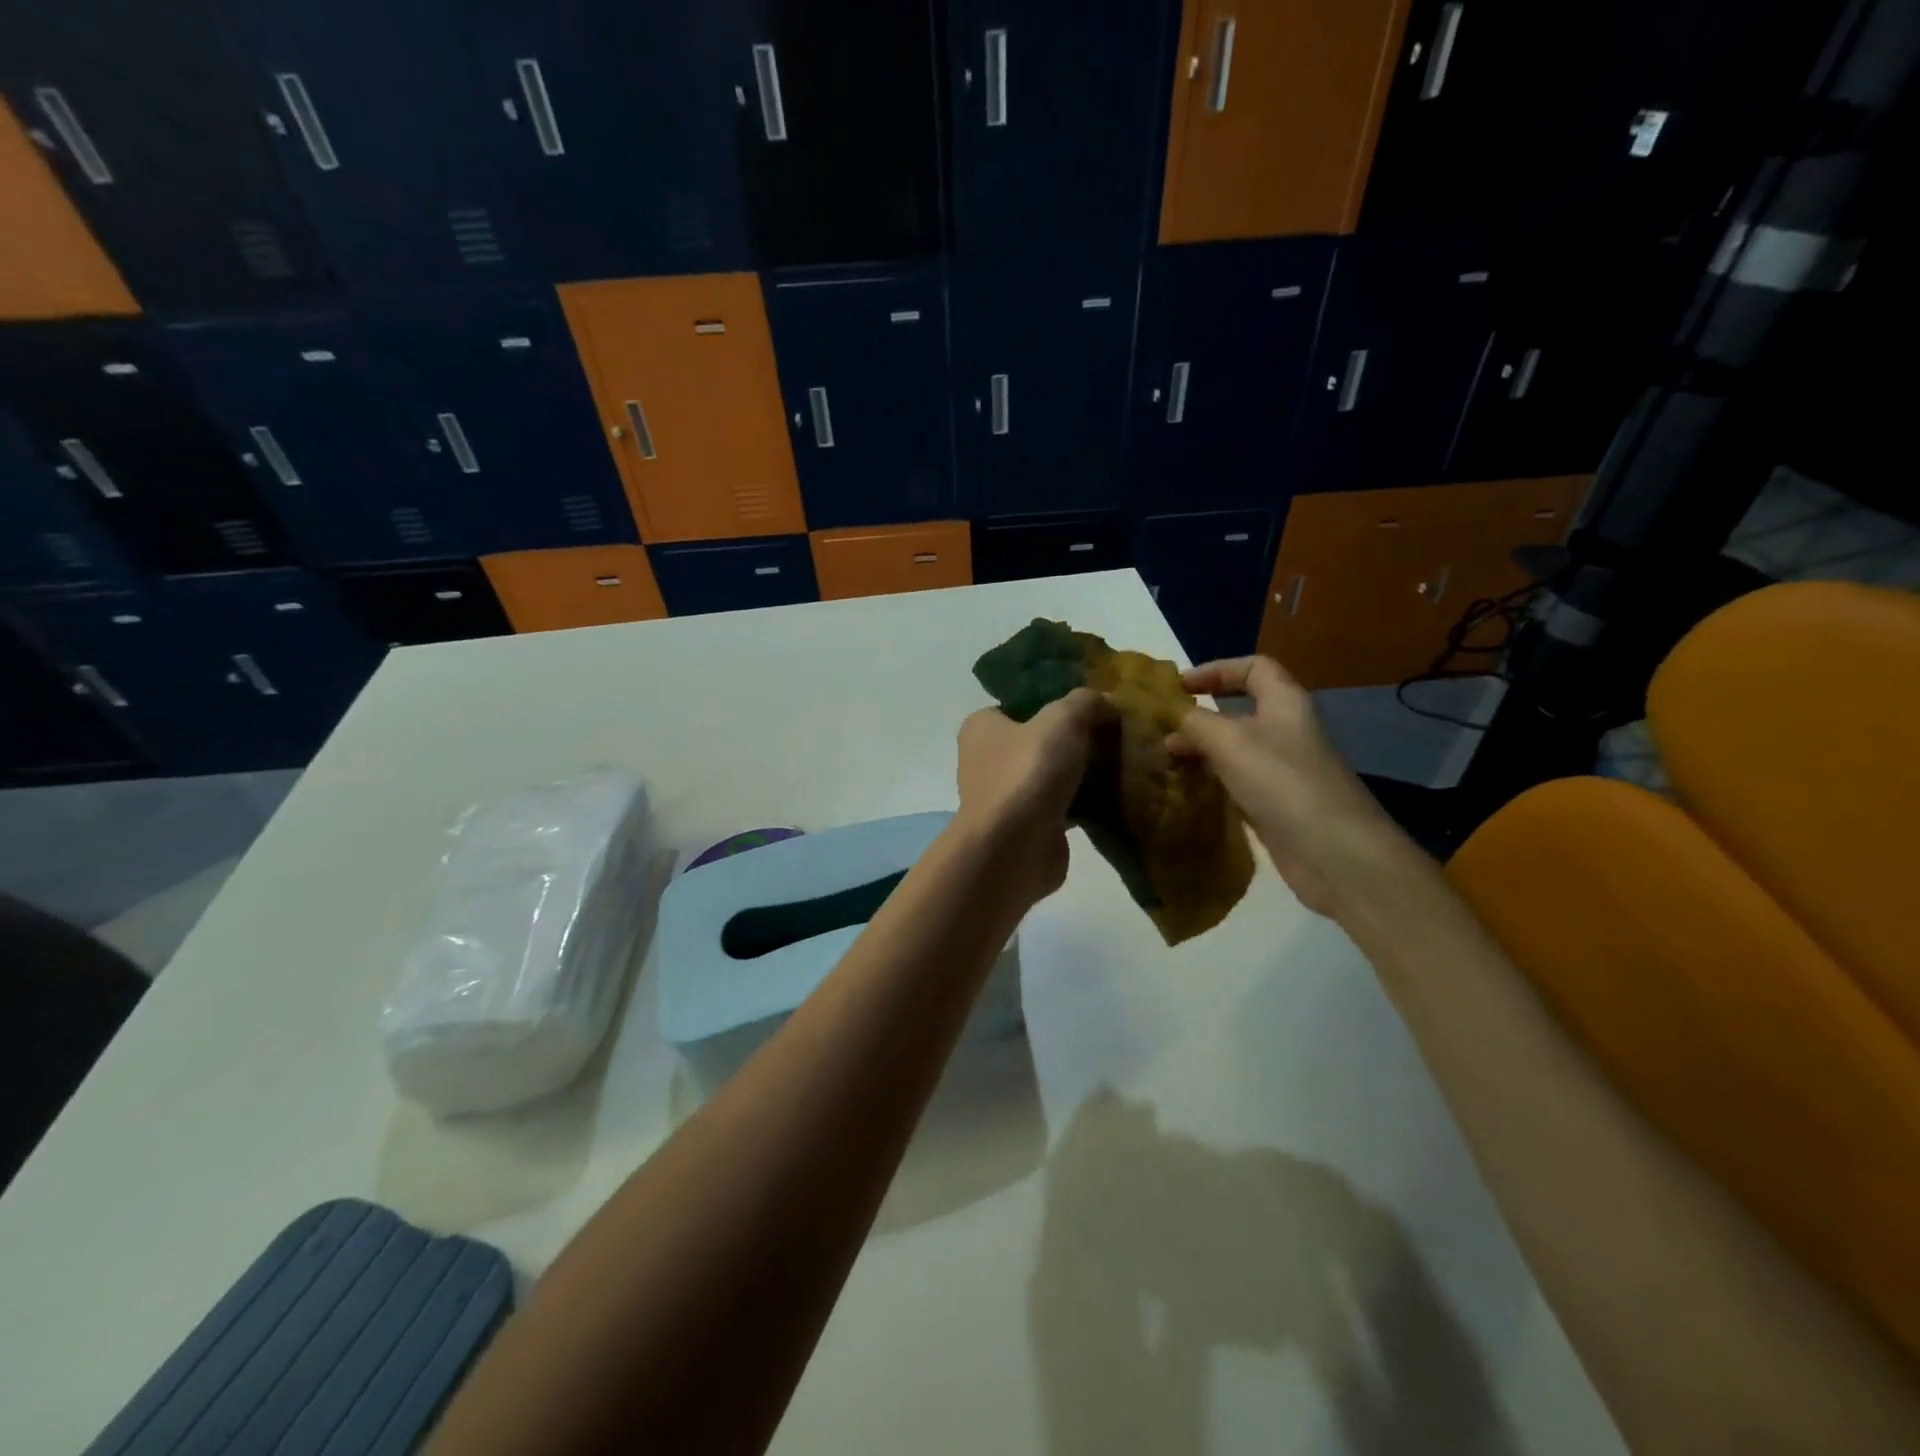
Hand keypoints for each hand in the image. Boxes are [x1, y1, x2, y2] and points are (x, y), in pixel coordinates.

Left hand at [956, 688, 1109, 906]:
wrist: (1014, 850)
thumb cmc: (1028, 773)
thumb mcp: (1062, 719)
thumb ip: (1085, 702)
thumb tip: (1107, 702)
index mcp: (982, 726)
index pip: (1023, 704)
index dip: (1058, 701)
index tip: (1095, 705)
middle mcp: (988, 759)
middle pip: (1042, 740)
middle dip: (1077, 739)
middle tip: (1118, 734)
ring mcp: (1007, 796)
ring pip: (1054, 774)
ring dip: (1084, 773)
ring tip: (1125, 763)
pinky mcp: (1029, 826)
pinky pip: (1063, 805)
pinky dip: (1086, 802)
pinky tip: (1118, 796)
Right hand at [1167, 657, 1396, 918]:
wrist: (1333, 852)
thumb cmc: (1282, 782)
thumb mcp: (1229, 741)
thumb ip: (1196, 723)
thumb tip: (1175, 718)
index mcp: (1285, 703)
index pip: (1254, 668)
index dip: (1217, 669)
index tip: (1179, 686)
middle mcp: (1286, 731)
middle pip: (1240, 710)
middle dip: (1201, 716)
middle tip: (1164, 729)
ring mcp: (1283, 770)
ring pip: (1236, 749)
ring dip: (1202, 751)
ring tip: (1167, 760)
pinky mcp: (1277, 804)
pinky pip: (1238, 782)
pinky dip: (1213, 781)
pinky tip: (1188, 790)